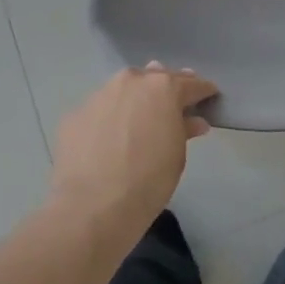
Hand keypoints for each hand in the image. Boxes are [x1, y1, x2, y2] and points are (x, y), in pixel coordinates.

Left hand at [51, 63, 216, 232]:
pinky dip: (109, 118)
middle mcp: (130, 82)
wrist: (92, 207)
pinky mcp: (75, 114)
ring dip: (134, 99)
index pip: (190, 83)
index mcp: (163, 88)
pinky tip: (109, 138)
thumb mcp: (177, 156)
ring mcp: (99, 95)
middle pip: (154, 77)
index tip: (209, 96)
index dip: (202, 90)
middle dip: (166, 88)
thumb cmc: (148, 181)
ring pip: (123, 90)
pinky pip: (100, 110)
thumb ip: (184, 129)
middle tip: (174, 103)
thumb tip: (192, 121)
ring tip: (138, 118)